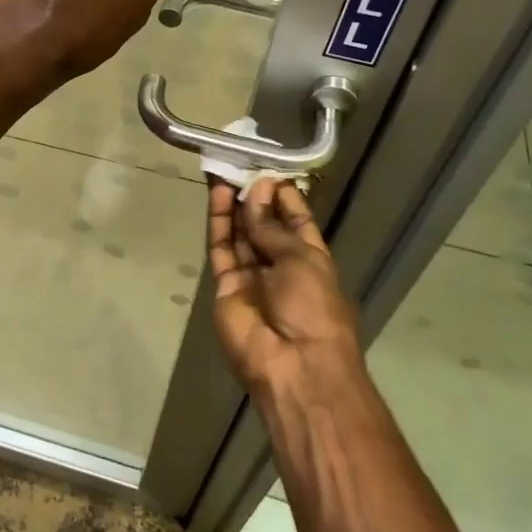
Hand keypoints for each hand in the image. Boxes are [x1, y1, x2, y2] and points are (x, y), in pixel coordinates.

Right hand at [208, 179, 365, 400]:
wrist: (293, 366)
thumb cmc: (313, 307)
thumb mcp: (302, 258)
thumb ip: (271, 226)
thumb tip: (256, 192)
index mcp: (310, 260)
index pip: (295, 221)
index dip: (282, 197)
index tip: (267, 170)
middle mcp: (280, 267)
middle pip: (263, 226)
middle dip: (253, 197)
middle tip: (240, 164)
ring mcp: (251, 278)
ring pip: (239, 234)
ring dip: (234, 204)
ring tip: (225, 171)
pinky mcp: (225, 287)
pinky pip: (221, 249)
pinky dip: (219, 222)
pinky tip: (218, 195)